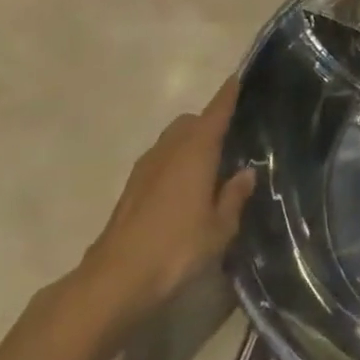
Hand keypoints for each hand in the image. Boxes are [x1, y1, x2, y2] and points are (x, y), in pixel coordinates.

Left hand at [77, 74, 256, 325]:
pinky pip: (160, 161)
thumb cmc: (176, 249)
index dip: (228, 96)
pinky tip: (186, 188)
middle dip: (208, 121)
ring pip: (171, 141)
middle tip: (231, 137)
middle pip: (189, 123)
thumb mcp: (220, 228)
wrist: (114, 281)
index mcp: (195, 153)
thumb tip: (245, 173)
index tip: (238, 78)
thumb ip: (234, 197)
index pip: (215, 113)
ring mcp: (144, 171)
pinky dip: (175, 162)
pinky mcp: (130, 191)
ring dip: (190, 143)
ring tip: (211, 164)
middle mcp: (168, 152)